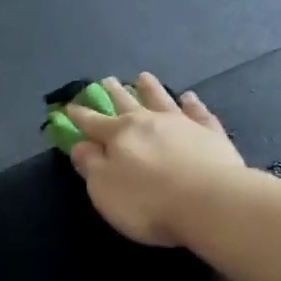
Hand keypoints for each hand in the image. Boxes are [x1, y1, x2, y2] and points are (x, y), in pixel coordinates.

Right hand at [66, 73, 245, 246]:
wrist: (209, 202)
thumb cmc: (148, 202)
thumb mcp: (105, 190)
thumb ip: (91, 166)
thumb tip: (80, 145)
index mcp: (119, 135)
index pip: (93, 123)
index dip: (79, 116)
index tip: (69, 106)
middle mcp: (149, 122)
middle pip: (127, 104)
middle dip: (113, 93)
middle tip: (106, 80)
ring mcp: (182, 124)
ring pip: (162, 100)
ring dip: (151, 89)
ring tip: (143, 77)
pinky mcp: (211, 133)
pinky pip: (198, 113)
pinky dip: (192, 104)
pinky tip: (189, 97)